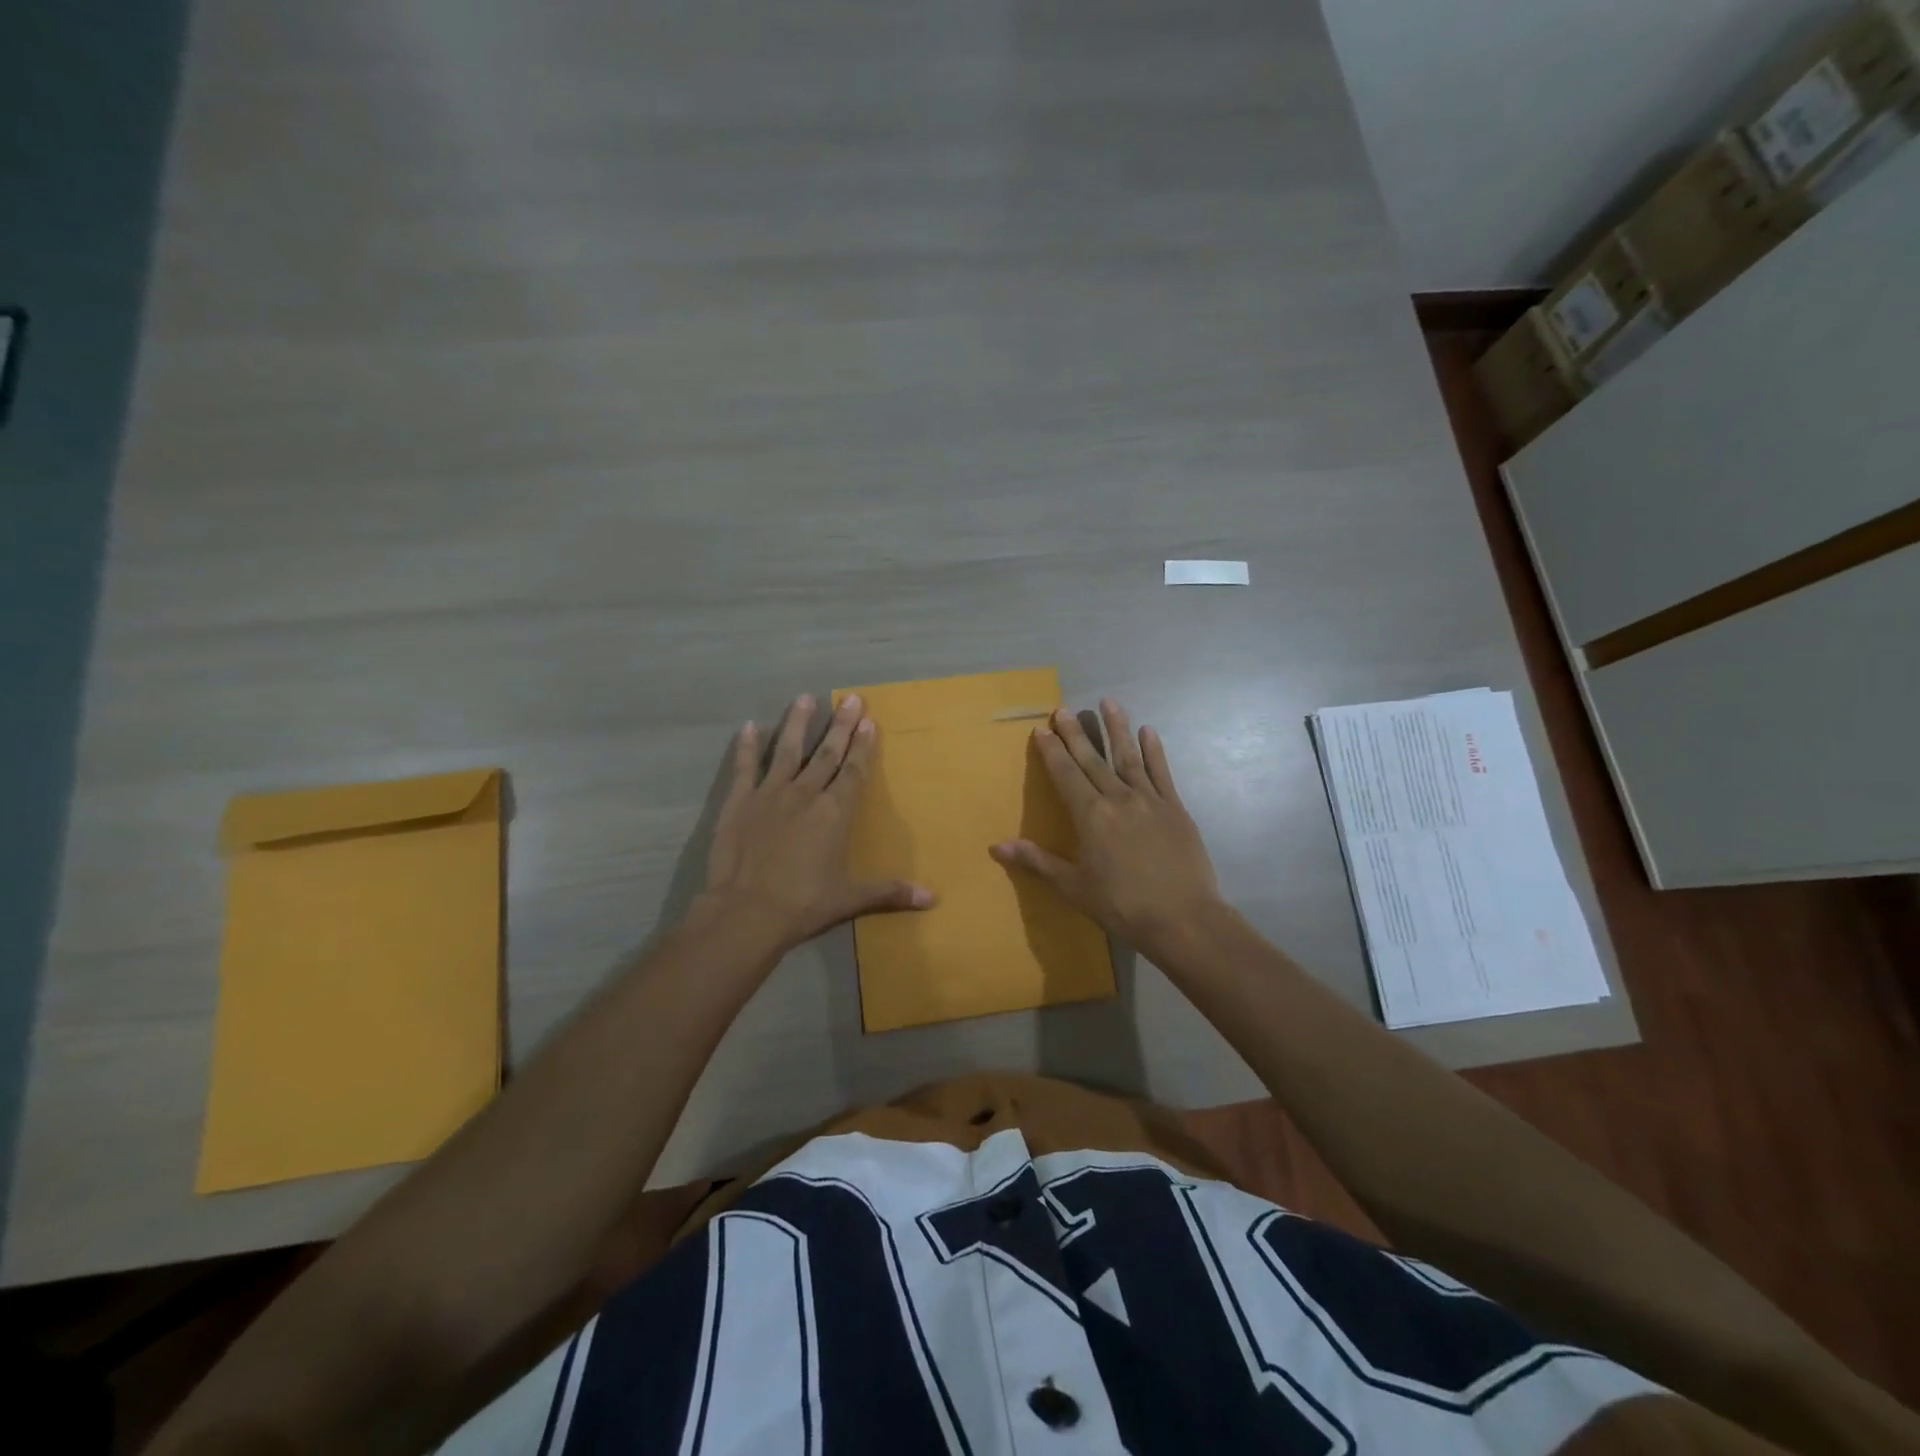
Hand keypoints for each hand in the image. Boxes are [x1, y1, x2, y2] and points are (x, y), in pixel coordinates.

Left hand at [701, 693, 933, 952]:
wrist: (746, 912)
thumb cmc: (803, 904)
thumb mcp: (850, 899)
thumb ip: (890, 892)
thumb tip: (933, 898)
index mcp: (834, 812)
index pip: (854, 771)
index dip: (863, 746)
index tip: (870, 721)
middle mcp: (806, 793)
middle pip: (827, 753)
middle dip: (841, 726)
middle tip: (851, 698)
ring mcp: (770, 794)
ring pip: (787, 750)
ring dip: (797, 723)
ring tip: (805, 698)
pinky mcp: (739, 801)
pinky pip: (745, 767)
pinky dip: (747, 747)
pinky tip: (749, 726)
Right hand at [990, 699, 1221, 958]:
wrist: (1182, 918)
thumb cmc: (1122, 905)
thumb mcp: (1073, 886)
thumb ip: (1037, 861)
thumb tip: (997, 847)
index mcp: (1090, 816)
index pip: (1065, 775)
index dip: (1052, 751)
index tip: (1042, 729)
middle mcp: (1118, 798)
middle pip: (1092, 760)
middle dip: (1076, 734)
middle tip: (1064, 709)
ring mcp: (1149, 800)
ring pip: (1128, 756)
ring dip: (1117, 728)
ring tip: (1108, 702)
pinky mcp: (1175, 808)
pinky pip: (1162, 772)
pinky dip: (1154, 751)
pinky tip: (1148, 731)